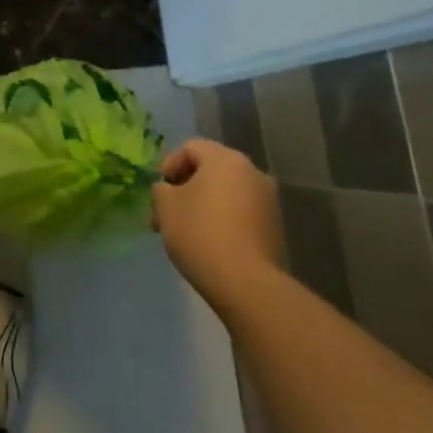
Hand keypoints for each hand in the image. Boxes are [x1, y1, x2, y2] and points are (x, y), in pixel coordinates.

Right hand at [152, 139, 285, 315]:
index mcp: (226, 159)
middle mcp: (252, 172)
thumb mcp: (166, 206)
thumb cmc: (201, 233)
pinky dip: (222, 220)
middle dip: (184, 189)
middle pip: (210, 170)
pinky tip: (208, 244)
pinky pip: (241, 213)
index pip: (191, 148)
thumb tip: (168, 190)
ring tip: (184, 232)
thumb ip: (161, 189)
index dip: (169, 165)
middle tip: (165, 214)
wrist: (248, 284)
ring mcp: (268, 201)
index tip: (158, 191)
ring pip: (225, 193)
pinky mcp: (275, 228)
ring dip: (203, 205)